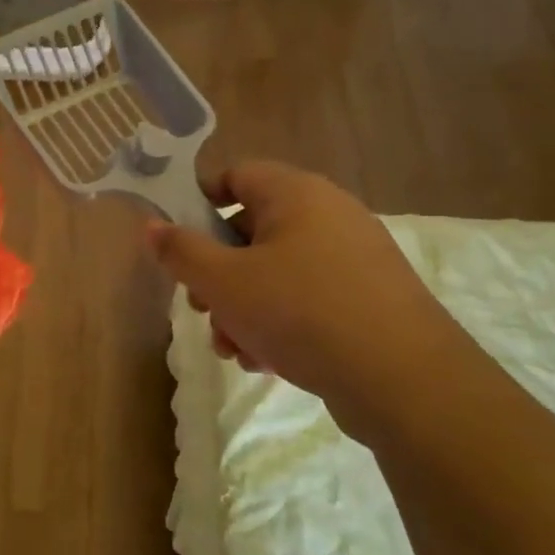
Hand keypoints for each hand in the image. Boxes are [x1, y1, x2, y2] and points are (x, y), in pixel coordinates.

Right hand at [145, 162, 469, 439]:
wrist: (404, 380)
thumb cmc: (301, 312)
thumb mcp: (224, 282)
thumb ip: (181, 251)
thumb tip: (151, 226)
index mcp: (296, 194)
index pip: (235, 175)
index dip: (199, 202)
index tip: (177, 242)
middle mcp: (329, 214)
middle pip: (252, 230)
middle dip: (217, 273)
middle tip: (201, 307)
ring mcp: (353, 257)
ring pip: (276, 271)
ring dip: (242, 307)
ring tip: (233, 347)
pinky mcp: (368, 298)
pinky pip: (307, 297)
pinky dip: (279, 322)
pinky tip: (266, 360)